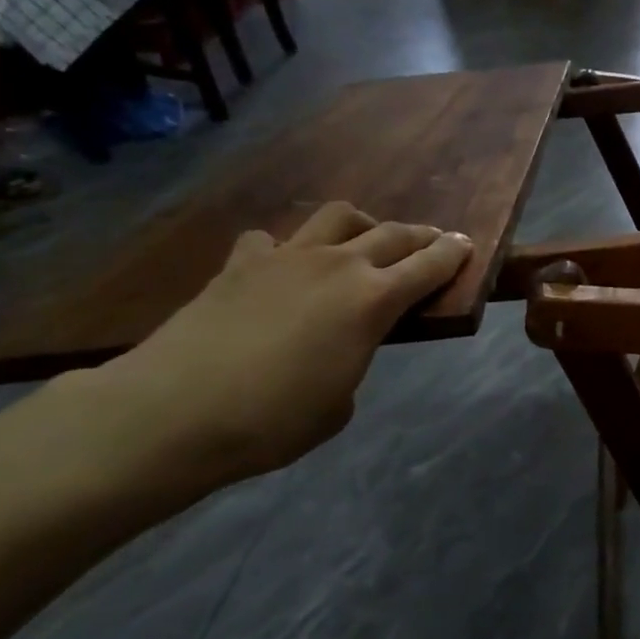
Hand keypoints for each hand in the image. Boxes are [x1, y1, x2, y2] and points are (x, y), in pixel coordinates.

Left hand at [81, 203, 472, 492]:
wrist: (172, 412)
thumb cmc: (273, 421)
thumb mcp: (339, 405)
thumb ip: (354, 362)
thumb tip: (341, 349)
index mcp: (373, 300)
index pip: (429, 265)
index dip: (453, 254)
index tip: (467, 244)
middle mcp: (338, 266)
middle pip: (392, 234)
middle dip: (421, 235)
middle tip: (434, 240)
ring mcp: (286, 257)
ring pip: (338, 217)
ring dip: (363, 224)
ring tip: (365, 240)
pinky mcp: (240, 264)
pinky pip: (272, 240)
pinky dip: (287, 248)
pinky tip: (284, 267)